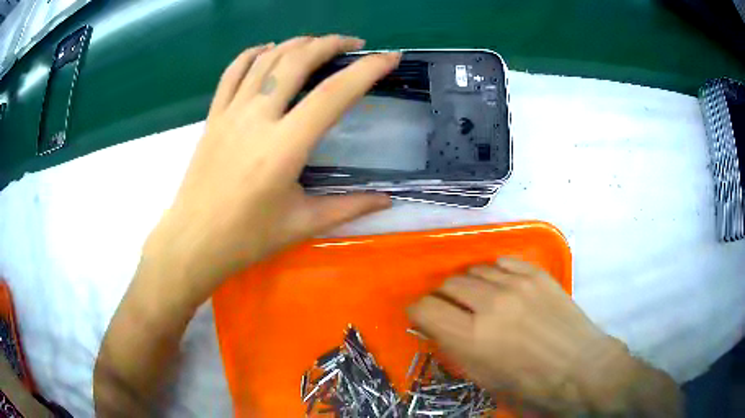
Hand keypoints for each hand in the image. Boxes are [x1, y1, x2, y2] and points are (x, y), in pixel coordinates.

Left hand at [147, 36, 397, 307]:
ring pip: (266, 60)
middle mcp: (257, 119)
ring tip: (318, 43)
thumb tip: (387, 200)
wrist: (194, 241)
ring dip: (296, 43)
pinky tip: (268, 50)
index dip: (366, 70)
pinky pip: (232, 72)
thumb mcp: (302, 224)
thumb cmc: (247, 238)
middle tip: (354, 44)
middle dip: (330, 44)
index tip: (389, 58)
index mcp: (284, 147)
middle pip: (297, 61)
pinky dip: (253, 54)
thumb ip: (349, 207)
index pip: (333, 94)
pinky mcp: (213, 117)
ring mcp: (231, 113)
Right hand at [407, 258, 634, 412]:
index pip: (425, 308)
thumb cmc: (528, 382)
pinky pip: (501, 261)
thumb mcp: (482, 376)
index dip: (418, 310)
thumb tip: (438, 325)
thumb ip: (455, 347)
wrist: (578, 365)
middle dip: (442, 296)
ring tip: (477, 297)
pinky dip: (492, 272)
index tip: (422, 315)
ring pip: (473, 270)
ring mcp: (515, 284)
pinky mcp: (535, 273)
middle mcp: (489, 304)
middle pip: (448, 284)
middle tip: (450, 308)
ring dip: (468, 284)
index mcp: (471, 337)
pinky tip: (499, 285)